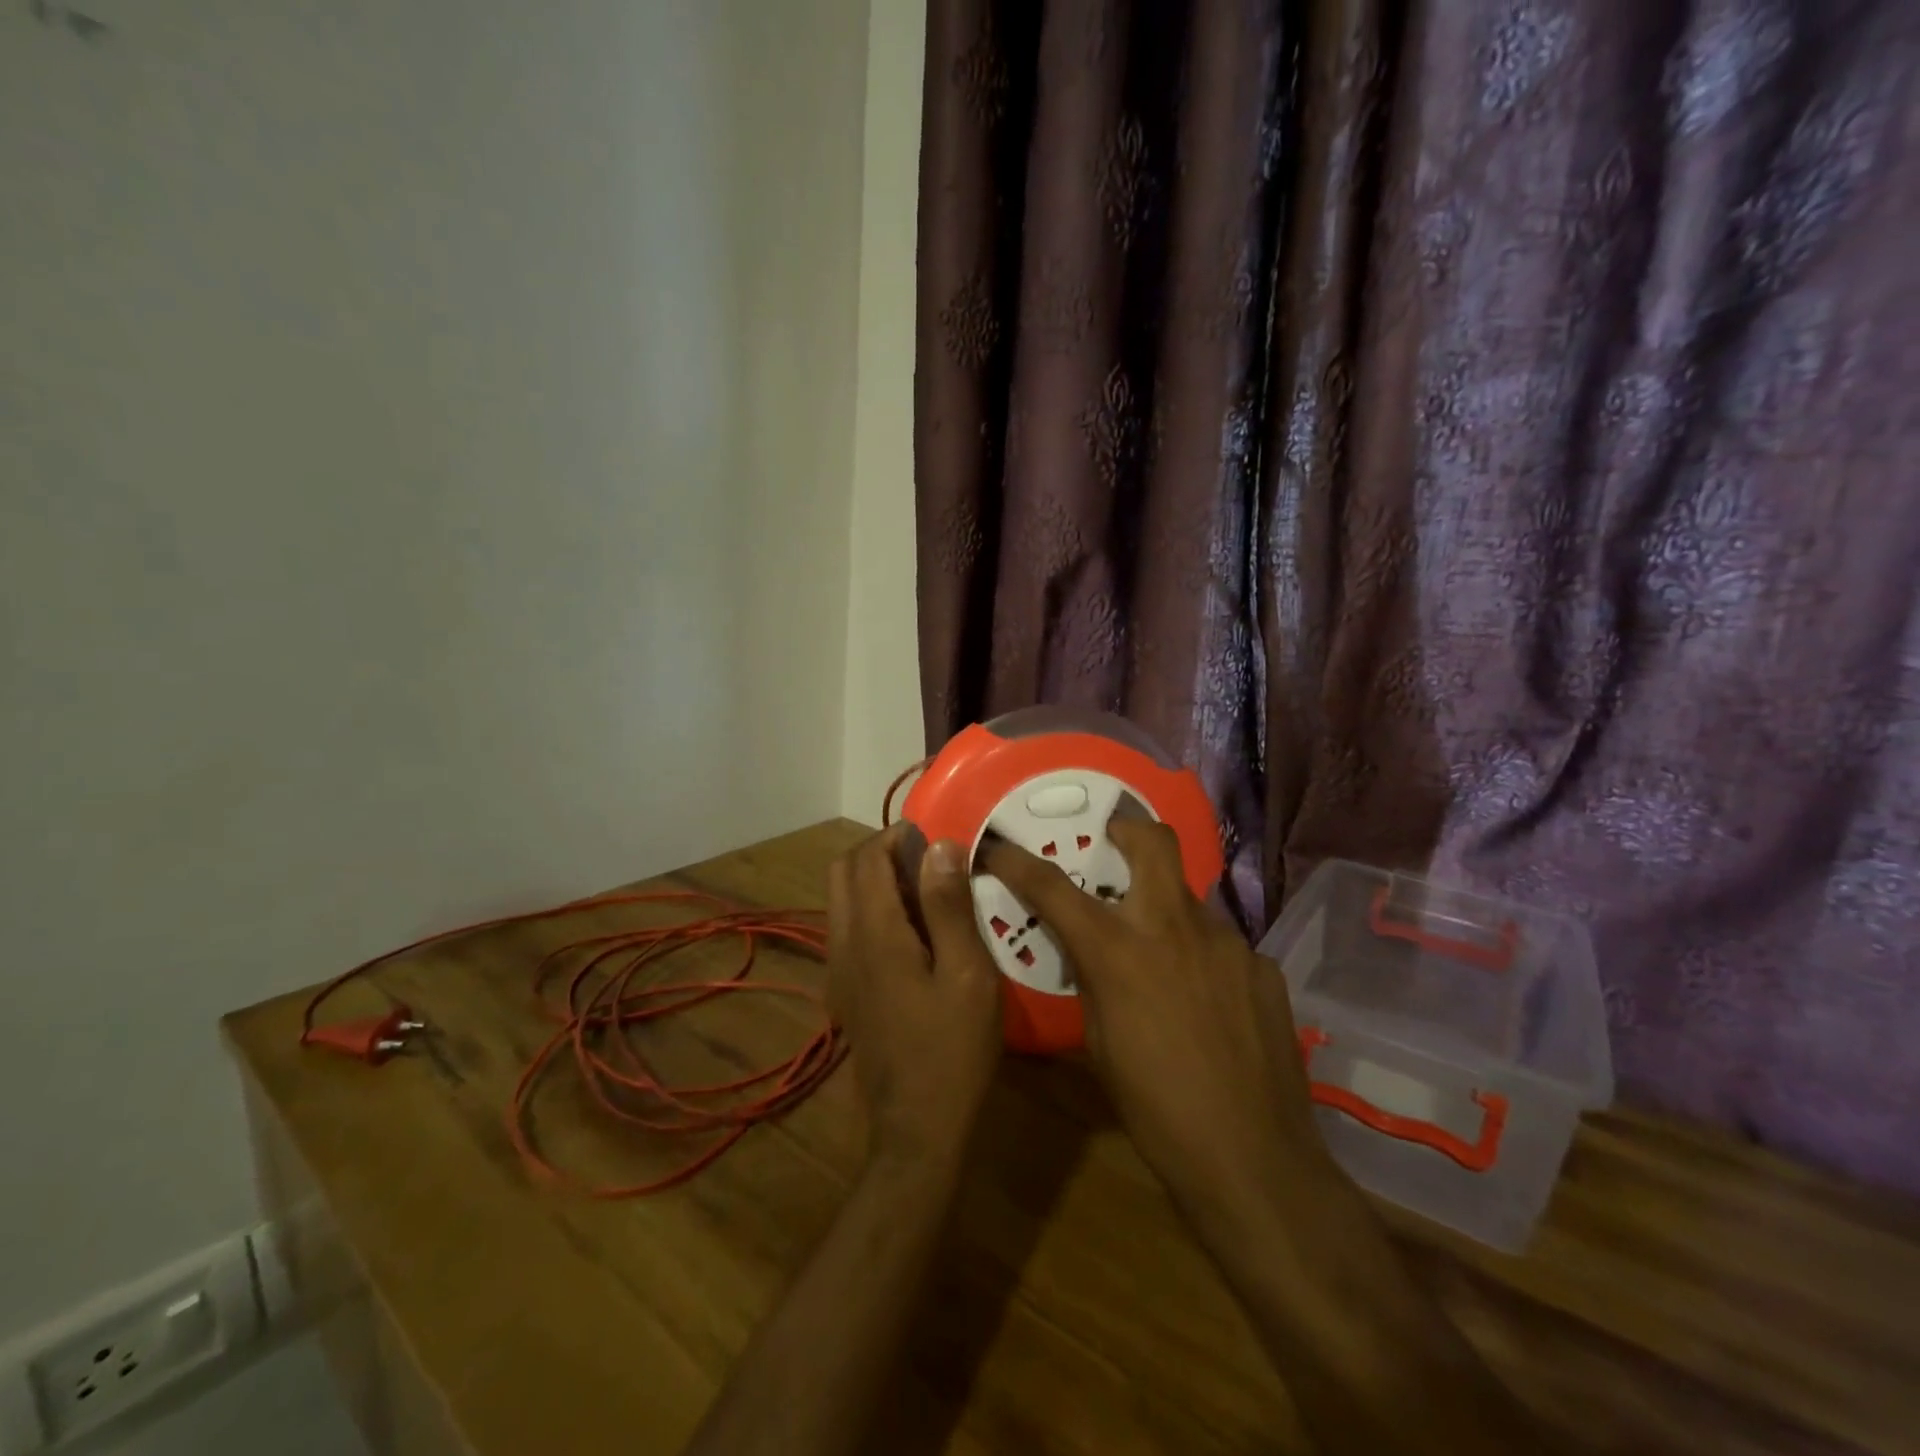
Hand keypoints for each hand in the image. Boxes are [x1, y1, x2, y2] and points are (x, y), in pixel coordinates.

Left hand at [827, 826, 1001, 1172]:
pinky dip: (872, 910)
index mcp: (874, 933)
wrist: (917, 1129)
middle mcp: (844, 943)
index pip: (867, 859)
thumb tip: (939, 845)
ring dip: (875, 881)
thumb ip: (948, 905)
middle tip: (929, 861)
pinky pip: (848, 928)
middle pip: (843, 872)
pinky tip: (915, 935)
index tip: (937, 837)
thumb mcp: (967, 973)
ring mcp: (840, 970)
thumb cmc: (954, 1049)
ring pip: (842, 899)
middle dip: (880, 852)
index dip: (897, 836)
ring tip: (927, 893)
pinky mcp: (846, 990)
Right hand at [981, 820, 1334, 1226]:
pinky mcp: (1263, 966)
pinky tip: (1208, 1003)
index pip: (1053, 887)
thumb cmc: (1156, 1110)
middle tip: (1112, 847)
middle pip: (1151, 840)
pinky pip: (1223, 945)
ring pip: (1189, 898)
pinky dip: (1204, 958)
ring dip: (1167, 911)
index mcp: (1119, 950)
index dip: (1017, 861)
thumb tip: (1090, 950)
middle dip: (1126, 830)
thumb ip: (1092, 980)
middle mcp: (1174, 927)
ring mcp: (1227, 942)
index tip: (998, 847)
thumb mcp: (1100, 1043)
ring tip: (1165, 958)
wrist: (1254, 1161)